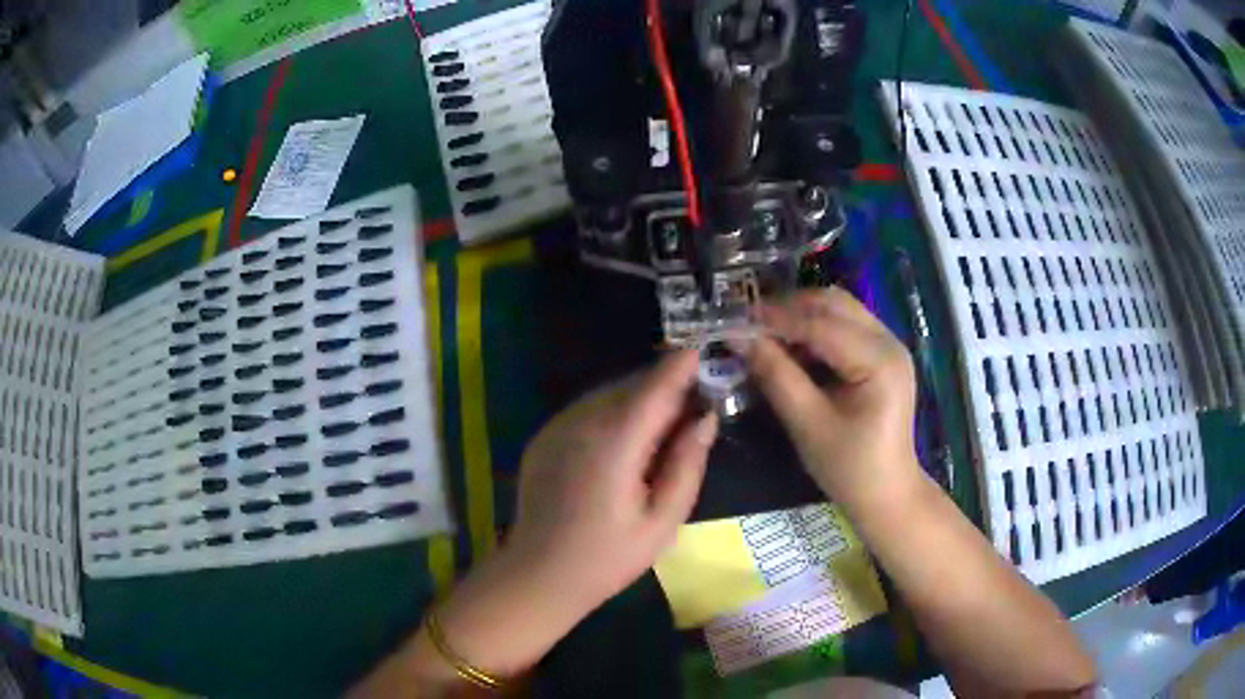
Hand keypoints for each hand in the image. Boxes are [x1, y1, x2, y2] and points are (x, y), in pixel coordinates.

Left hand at [352, 352, 717, 694]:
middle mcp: (581, 421)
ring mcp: (557, 425)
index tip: (708, 351)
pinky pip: (587, 409)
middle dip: (666, 384)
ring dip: (640, 397)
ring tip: (665, 422)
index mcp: (615, 442)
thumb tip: (705, 419)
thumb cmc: (608, 557)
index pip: (656, 386)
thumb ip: (687, 465)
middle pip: (633, 384)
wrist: (539, 574)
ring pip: (609, 393)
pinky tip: (626, 440)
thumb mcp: (662, 522)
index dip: (683, 364)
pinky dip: (613, 411)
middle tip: (696, 399)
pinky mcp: (544, 435)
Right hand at [745, 287, 919, 507]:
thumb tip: (737, 338)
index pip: (820, 324)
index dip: (776, 319)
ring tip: (766, 336)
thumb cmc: (849, 468)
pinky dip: (815, 330)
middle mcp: (889, 342)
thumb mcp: (808, 424)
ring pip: (838, 310)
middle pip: (833, 303)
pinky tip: (792, 349)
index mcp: (879, 360)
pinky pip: (845, 327)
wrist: (887, 494)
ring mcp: (889, 346)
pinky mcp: (882, 355)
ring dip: (801, 316)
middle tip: (749, 325)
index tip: (735, 321)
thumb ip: (775, 376)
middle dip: (789, 308)